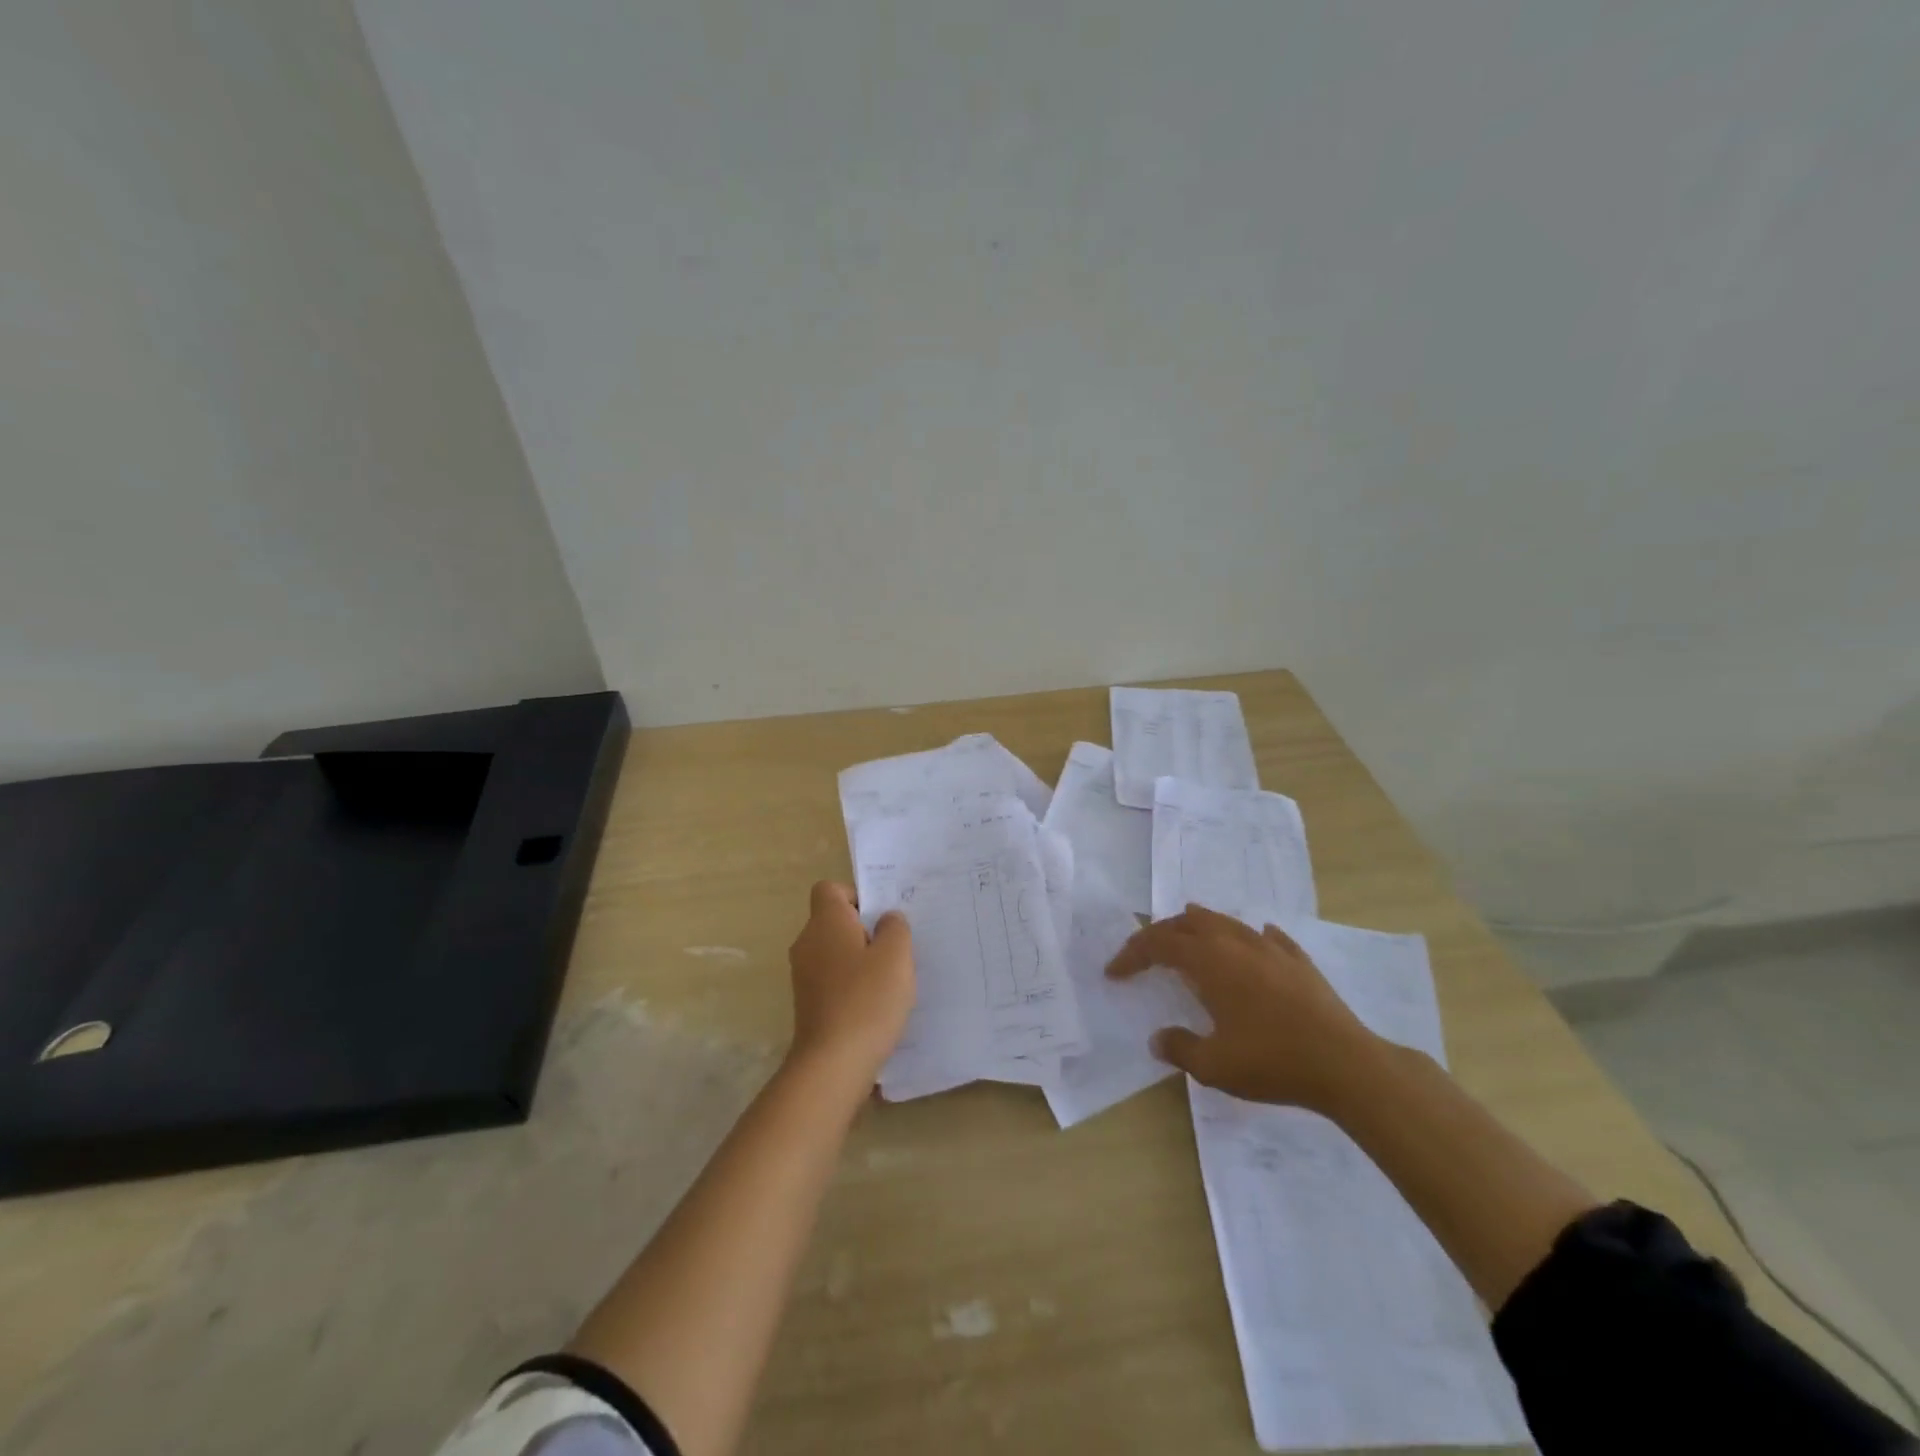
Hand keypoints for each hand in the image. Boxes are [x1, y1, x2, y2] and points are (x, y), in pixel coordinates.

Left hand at [786, 881, 915, 1084]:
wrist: (833, 1064)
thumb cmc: (867, 999)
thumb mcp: (896, 955)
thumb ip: (895, 927)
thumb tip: (886, 919)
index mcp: (825, 922)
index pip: (830, 889)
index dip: (856, 896)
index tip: (881, 917)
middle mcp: (807, 943)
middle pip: (834, 921)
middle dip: (864, 930)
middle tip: (895, 948)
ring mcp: (804, 975)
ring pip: (834, 952)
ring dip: (859, 959)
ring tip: (890, 979)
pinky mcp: (808, 1003)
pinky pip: (832, 979)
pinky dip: (851, 984)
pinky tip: (875, 1004)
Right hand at [1106, 904, 1381, 1112]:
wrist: (1346, 1064)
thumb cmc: (1273, 1061)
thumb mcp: (1214, 1066)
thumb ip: (1179, 1048)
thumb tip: (1157, 1039)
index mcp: (1210, 961)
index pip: (1158, 944)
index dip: (1132, 954)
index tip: (1114, 973)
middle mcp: (1235, 943)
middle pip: (1188, 923)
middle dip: (1160, 935)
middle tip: (1144, 954)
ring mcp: (1270, 948)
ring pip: (1225, 922)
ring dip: (1199, 927)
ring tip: (1187, 937)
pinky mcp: (1298, 961)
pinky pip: (1265, 937)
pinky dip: (1246, 938)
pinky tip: (1252, 944)